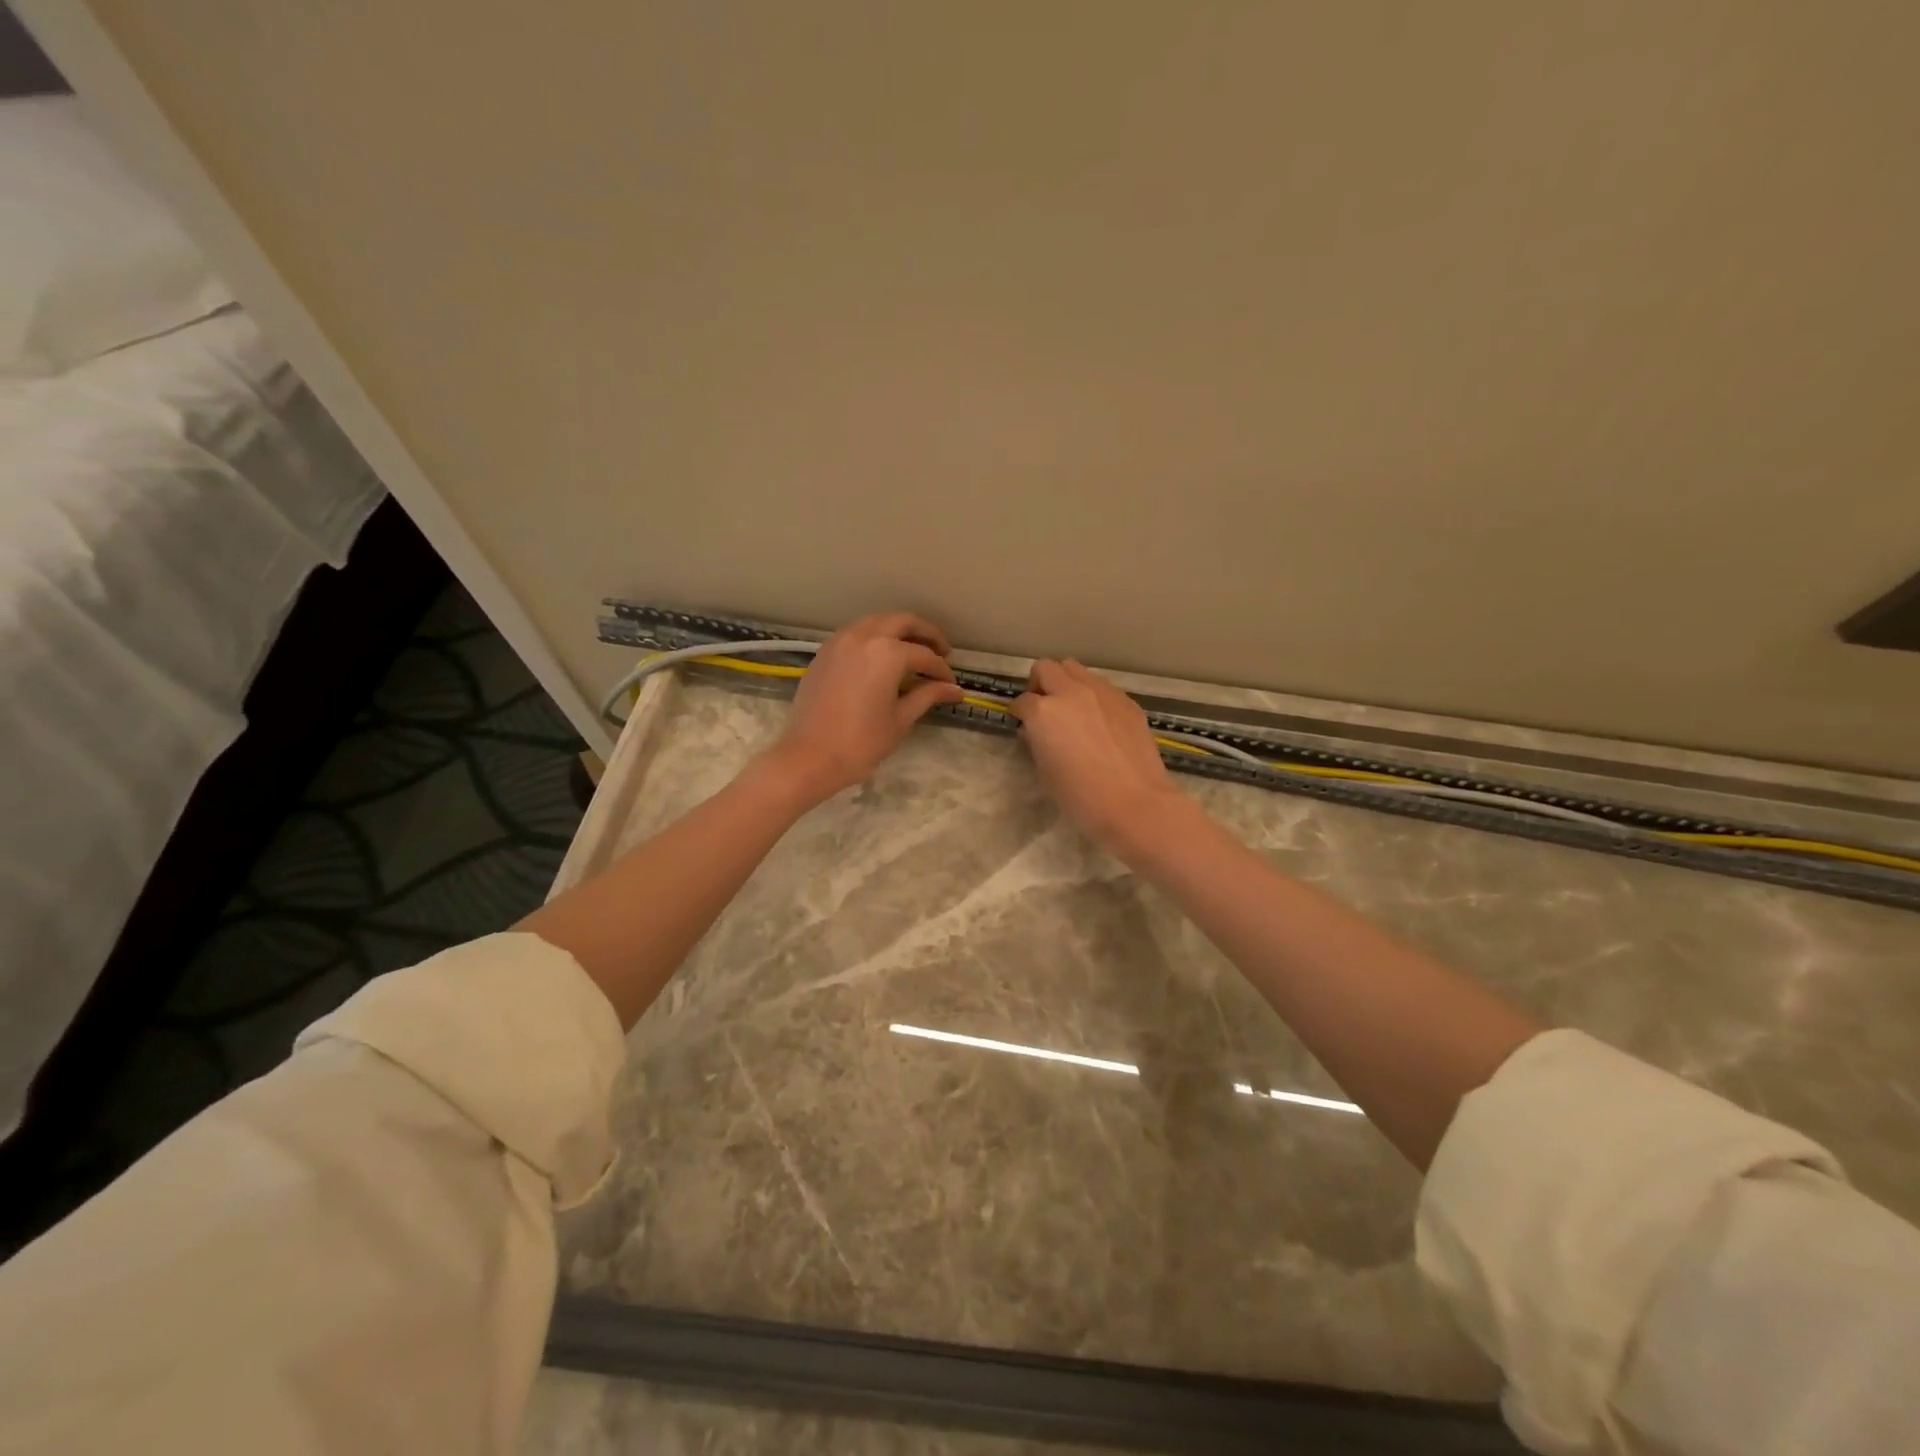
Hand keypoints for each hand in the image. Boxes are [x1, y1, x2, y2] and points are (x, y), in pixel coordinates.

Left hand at [766, 613, 964, 805]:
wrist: (809, 757)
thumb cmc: (861, 742)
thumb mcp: (900, 719)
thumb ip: (928, 695)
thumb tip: (955, 690)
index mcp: (887, 652)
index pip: (924, 655)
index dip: (942, 670)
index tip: (951, 685)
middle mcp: (864, 636)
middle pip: (902, 622)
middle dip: (926, 634)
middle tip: (941, 651)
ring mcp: (840, 641)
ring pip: (876, 622)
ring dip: (898, 631)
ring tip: (913, 652)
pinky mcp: (824, 652)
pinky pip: (856, 634)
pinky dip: (874, 638)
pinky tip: (882, 658)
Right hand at [1010, 659, 1188, 858]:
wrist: (1135, 803)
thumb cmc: (1081, 797)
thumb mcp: (1045, 772)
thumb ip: (1037, 743)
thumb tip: (1036, 732)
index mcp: (1044, 713)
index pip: (1022, 701)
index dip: (1019, 713)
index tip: (1022, 723)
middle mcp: (1070, 693)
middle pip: (1046, 668)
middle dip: (1039, 684)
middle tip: (1043, 707)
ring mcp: (1102, 693)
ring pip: (1076, 669)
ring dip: (1066, 683)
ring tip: (1072, 708)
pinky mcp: (1126, 701)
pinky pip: (1102, 686)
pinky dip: (1093, 696)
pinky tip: (1099, 720)